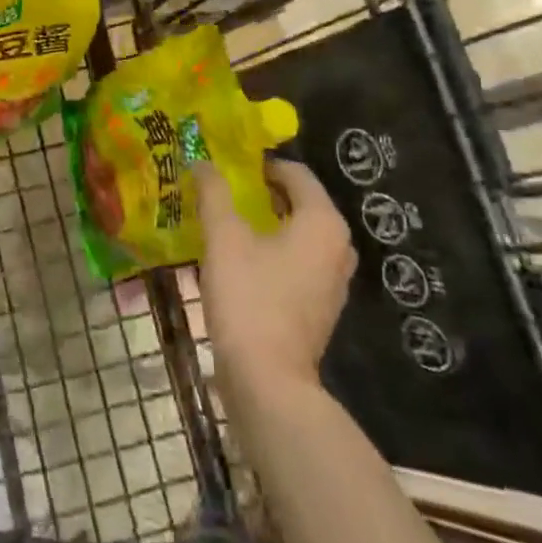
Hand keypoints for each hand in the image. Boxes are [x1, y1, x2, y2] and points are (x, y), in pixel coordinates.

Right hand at [196, 158, 355, 387]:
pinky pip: (299, 261)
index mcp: (323, 222)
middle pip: (300, 202)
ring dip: (267, 223)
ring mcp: (334, 279)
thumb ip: (214, 194)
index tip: (227, 165)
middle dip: (262, 193)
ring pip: (299, 233)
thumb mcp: (224, 238)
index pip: (296, 173)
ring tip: (227, 221)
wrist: (268, 380)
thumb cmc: (249, 298)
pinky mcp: (321, 305)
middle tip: (223, 189)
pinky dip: (274, 251)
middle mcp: (339, 246)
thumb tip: (202, 162)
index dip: (260, 164)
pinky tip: (241, 258)